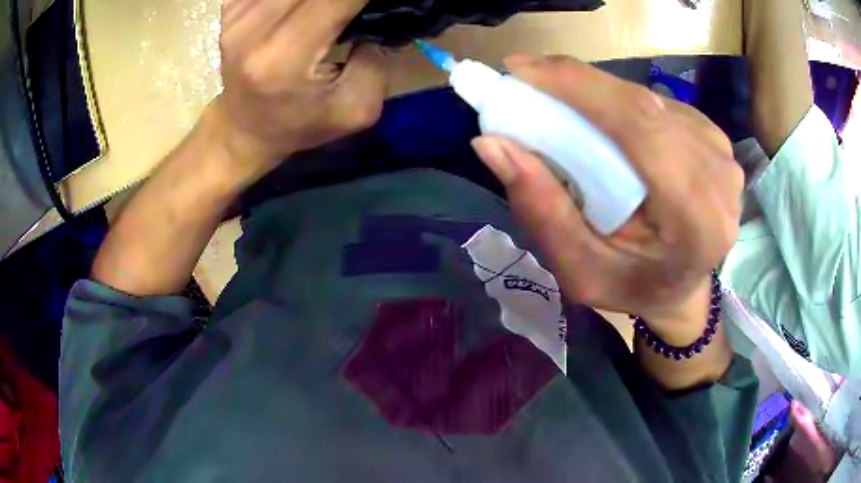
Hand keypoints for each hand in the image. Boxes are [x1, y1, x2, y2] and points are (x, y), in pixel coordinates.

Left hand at [213, 0, 388, 178]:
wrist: (242, 130)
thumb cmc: (299, 124)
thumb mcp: (356, 110)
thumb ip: (378, 60)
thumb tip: (385, 13)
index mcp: (285, 56)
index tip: (379, 5)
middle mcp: (254, 28)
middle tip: (355, 11)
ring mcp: (237, 15)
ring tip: (333, 11)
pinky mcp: (231, 8)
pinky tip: (305, 9)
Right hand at [472, 56, 743, 337]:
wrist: (682, 290)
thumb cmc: (632, 287)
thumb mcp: (579, 269)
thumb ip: (541, 210)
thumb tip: (491, 144)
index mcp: (696, 217)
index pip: (638, 126)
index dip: (578, 86)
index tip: (519, 69)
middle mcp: (718, 176)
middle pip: (641, 105)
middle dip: (577, 84)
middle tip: (525, 80)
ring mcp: (722, 153)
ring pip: (647, 99)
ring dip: (597, 93)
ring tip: (559, 104)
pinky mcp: (715, 139)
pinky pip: (658, 105)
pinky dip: (621, 103)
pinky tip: (603, 120)